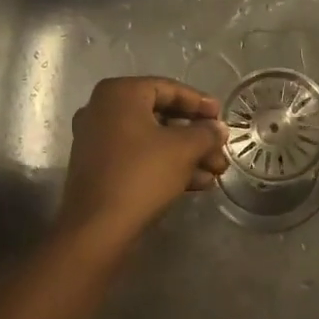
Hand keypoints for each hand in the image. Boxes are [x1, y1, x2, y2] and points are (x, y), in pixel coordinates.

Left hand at [56, 77, 228, 245]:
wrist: (97, 229)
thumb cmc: (142, 175)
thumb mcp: (184, 149)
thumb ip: (206, 133)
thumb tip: (218, 129)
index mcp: (119, 94)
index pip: (169, 88)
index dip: (200, 103)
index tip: (222, 117)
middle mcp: (103, 110)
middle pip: (161, 115)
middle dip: (196, 135)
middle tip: (220, 149)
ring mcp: (97, 140)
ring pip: (152, 140)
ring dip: (186, 154)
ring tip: (216, 171)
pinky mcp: (98, 168)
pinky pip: (138, 157)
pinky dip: (165, 166)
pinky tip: (196, 184)